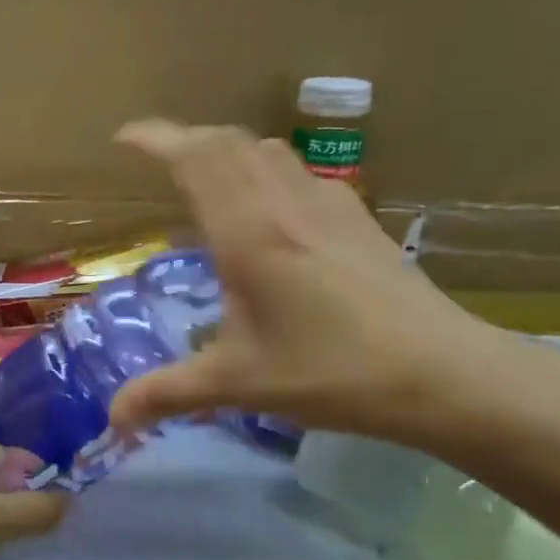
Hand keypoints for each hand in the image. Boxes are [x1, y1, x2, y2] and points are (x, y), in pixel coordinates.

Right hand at [108, 121, 507, 446]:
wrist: (446, 375)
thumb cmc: (331, 372)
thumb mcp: (237, 384)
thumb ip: (167, 393)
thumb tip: (113, 420)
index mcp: (247, 233)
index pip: (193, 158)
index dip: (153, 139)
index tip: (122, 139)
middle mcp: (282, 203)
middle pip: (225, 141)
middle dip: (183, 138)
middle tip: (154, 160)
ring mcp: (327, 203)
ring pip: (265, 149)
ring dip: (225, 150)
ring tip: (203, 179)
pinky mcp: (357, 216)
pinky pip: (297, 170)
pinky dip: (263, 169)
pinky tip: (267, 209)